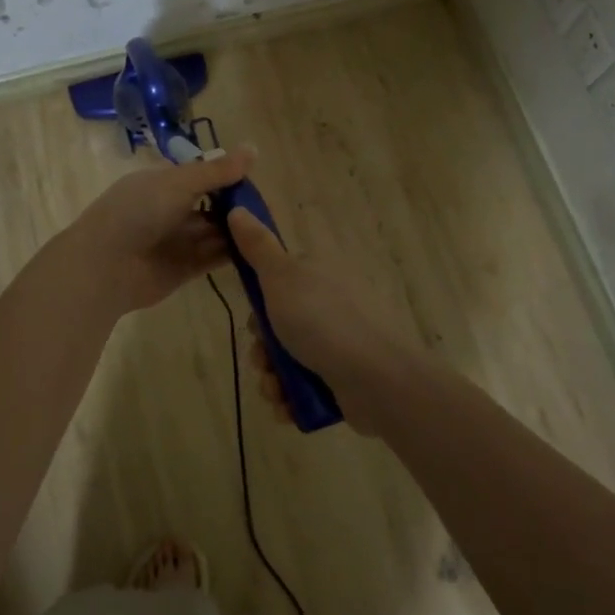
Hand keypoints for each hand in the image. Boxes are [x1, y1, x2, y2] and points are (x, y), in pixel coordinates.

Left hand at [64, 149, 255, 314]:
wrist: (104, 267)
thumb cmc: (137, 212)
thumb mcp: (179, 183)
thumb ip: (217, 171)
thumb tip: (253, 148)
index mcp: (163, 183)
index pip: (201, 175)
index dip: (227, 176)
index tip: (256, 177)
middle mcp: (170, 210)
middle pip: (211, 205)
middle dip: (237, 205)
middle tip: (268, 206)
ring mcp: (177, 240)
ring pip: (215, 232)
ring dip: (238, 229)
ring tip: (270, 227)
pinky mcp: (185, 269)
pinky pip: (214, 257)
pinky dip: (234, 253)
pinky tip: (260, 249)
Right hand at [227, 208, 430, 433]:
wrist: (376, 379)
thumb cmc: (323, 321)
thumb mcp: (281, 276)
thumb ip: (258, 246)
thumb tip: (237, 208)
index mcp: (318, 276)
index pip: (277, 282)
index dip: (258, 302)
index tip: (253, 316)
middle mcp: (330, 306)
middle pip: (278, 325)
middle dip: (262, 348)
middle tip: (263, 359)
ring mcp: (339, 344)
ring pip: (287, 360)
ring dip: (271, 378)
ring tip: (275, 389)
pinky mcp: (343, 380)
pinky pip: (304, 388)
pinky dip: (291, 399)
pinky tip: (287, 406)